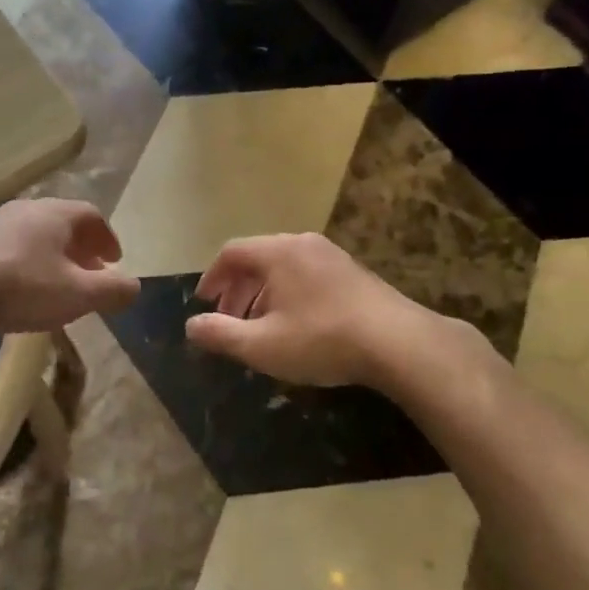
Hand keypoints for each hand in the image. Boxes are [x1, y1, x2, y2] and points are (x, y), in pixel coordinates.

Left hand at [0, 199, 139, 334]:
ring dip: (50, 255)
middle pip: (63, 223)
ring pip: (33, 233)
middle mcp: (27, 208)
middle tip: (88, 273)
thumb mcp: (76, 295)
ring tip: (54, 282)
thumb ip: (111, 291)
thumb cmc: (20, 286)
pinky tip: (16, 287)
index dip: (108, 239)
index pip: (93, 217)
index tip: (114, 262)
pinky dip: (23, 261)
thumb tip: (135, 286)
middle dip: (80, 248)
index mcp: (57, 214)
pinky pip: (8, 245)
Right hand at [186, 233, 448, 389]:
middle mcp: (303, 244)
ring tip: (260, 327)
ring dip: (263, 294)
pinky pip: (307, 274)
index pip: (232, 252)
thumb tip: (190, 326)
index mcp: (278, 252)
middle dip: (237, 290)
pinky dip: (289, 294)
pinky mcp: (353, 273)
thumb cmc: (322, 339)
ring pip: (283, 268)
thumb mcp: (262, 345)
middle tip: (230, 321)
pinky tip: (296, 326)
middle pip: (257, 258)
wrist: (398, 343)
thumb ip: (221, 334)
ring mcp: (332, 256)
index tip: (205, 303)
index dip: (212, 278)